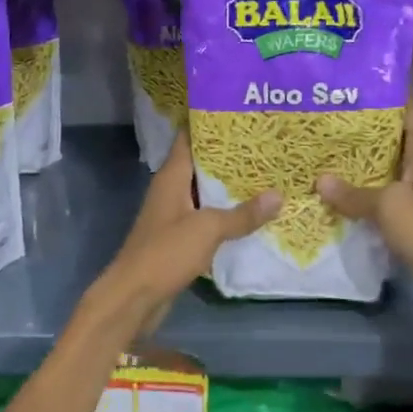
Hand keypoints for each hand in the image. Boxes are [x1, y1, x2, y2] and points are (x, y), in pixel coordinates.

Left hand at [85, 131, 279, 342]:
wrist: (133, 298)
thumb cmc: (165, 253)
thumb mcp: (208, 229)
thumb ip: (242, 214)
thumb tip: (278, 195)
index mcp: (172, 176)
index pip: (189, 137)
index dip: (212, 123)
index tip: (241, 113)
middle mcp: (171, 190)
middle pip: (201, 164)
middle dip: (230, 156)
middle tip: (265, 144)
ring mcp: (174, 215)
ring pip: (205, 192)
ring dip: (230, 186)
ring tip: (266, 174)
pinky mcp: (179, 238)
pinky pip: (206, 217)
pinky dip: (225, 213)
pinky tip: (251, 214)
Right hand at [316, 100, 412, 330]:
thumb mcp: (391, 207)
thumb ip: (355, 192)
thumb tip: (320, 180)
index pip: (409, 107)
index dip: (388, 88)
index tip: (354, 74)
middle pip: (390, 134)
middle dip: (360, 121)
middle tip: (321, 107)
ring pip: (380, 165)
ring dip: (355, 157)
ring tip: (317, 141)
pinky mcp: (406, 218)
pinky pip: (377, 194)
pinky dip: (356, 189)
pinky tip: (329, 187)